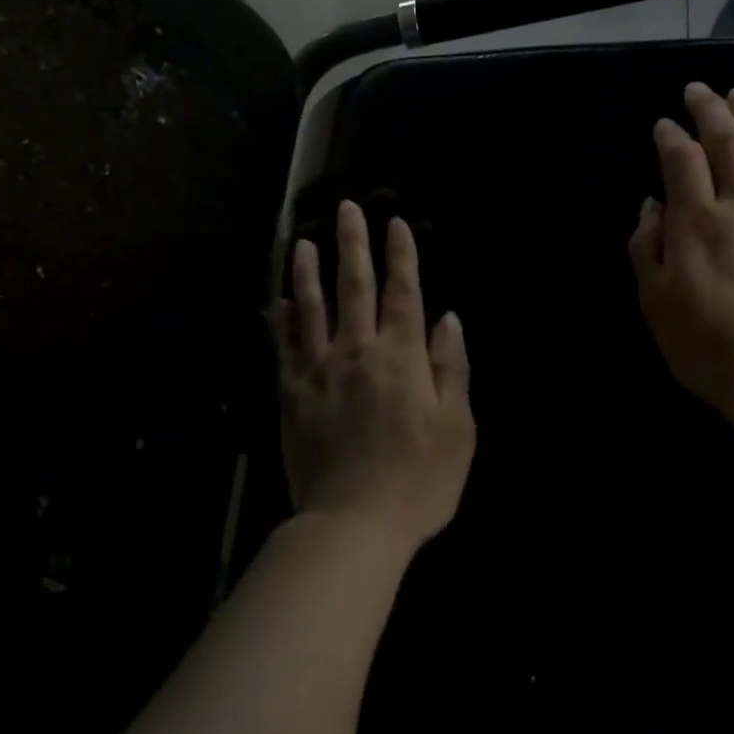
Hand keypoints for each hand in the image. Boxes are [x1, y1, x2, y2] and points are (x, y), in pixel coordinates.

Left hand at [276, 200, 474, 557]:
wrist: (353, 524)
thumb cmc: (417, 481)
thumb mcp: (456, 429)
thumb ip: (451, 369)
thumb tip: (448, 319)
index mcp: (401, 358)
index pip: (403, 293)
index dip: (401, 255)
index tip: (396, 223)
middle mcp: (357, 352)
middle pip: (354, 287)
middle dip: (353, 244)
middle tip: (345, 209)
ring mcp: (318, 371)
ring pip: (311, 309)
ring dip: (308, 272)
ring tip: (303, 242)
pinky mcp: (291, 394)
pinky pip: (284, 347)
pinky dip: (281, 321)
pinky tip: (277, 302)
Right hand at [629, 83, 733, 408]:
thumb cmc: (706, 344)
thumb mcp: (654, 299)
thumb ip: (647, 245)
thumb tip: (653, 204)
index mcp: (696, 220)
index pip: (680, 159)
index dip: (669, 135)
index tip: (663, 124)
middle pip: (727, 142)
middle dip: (709, 109)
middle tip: (699, 89)